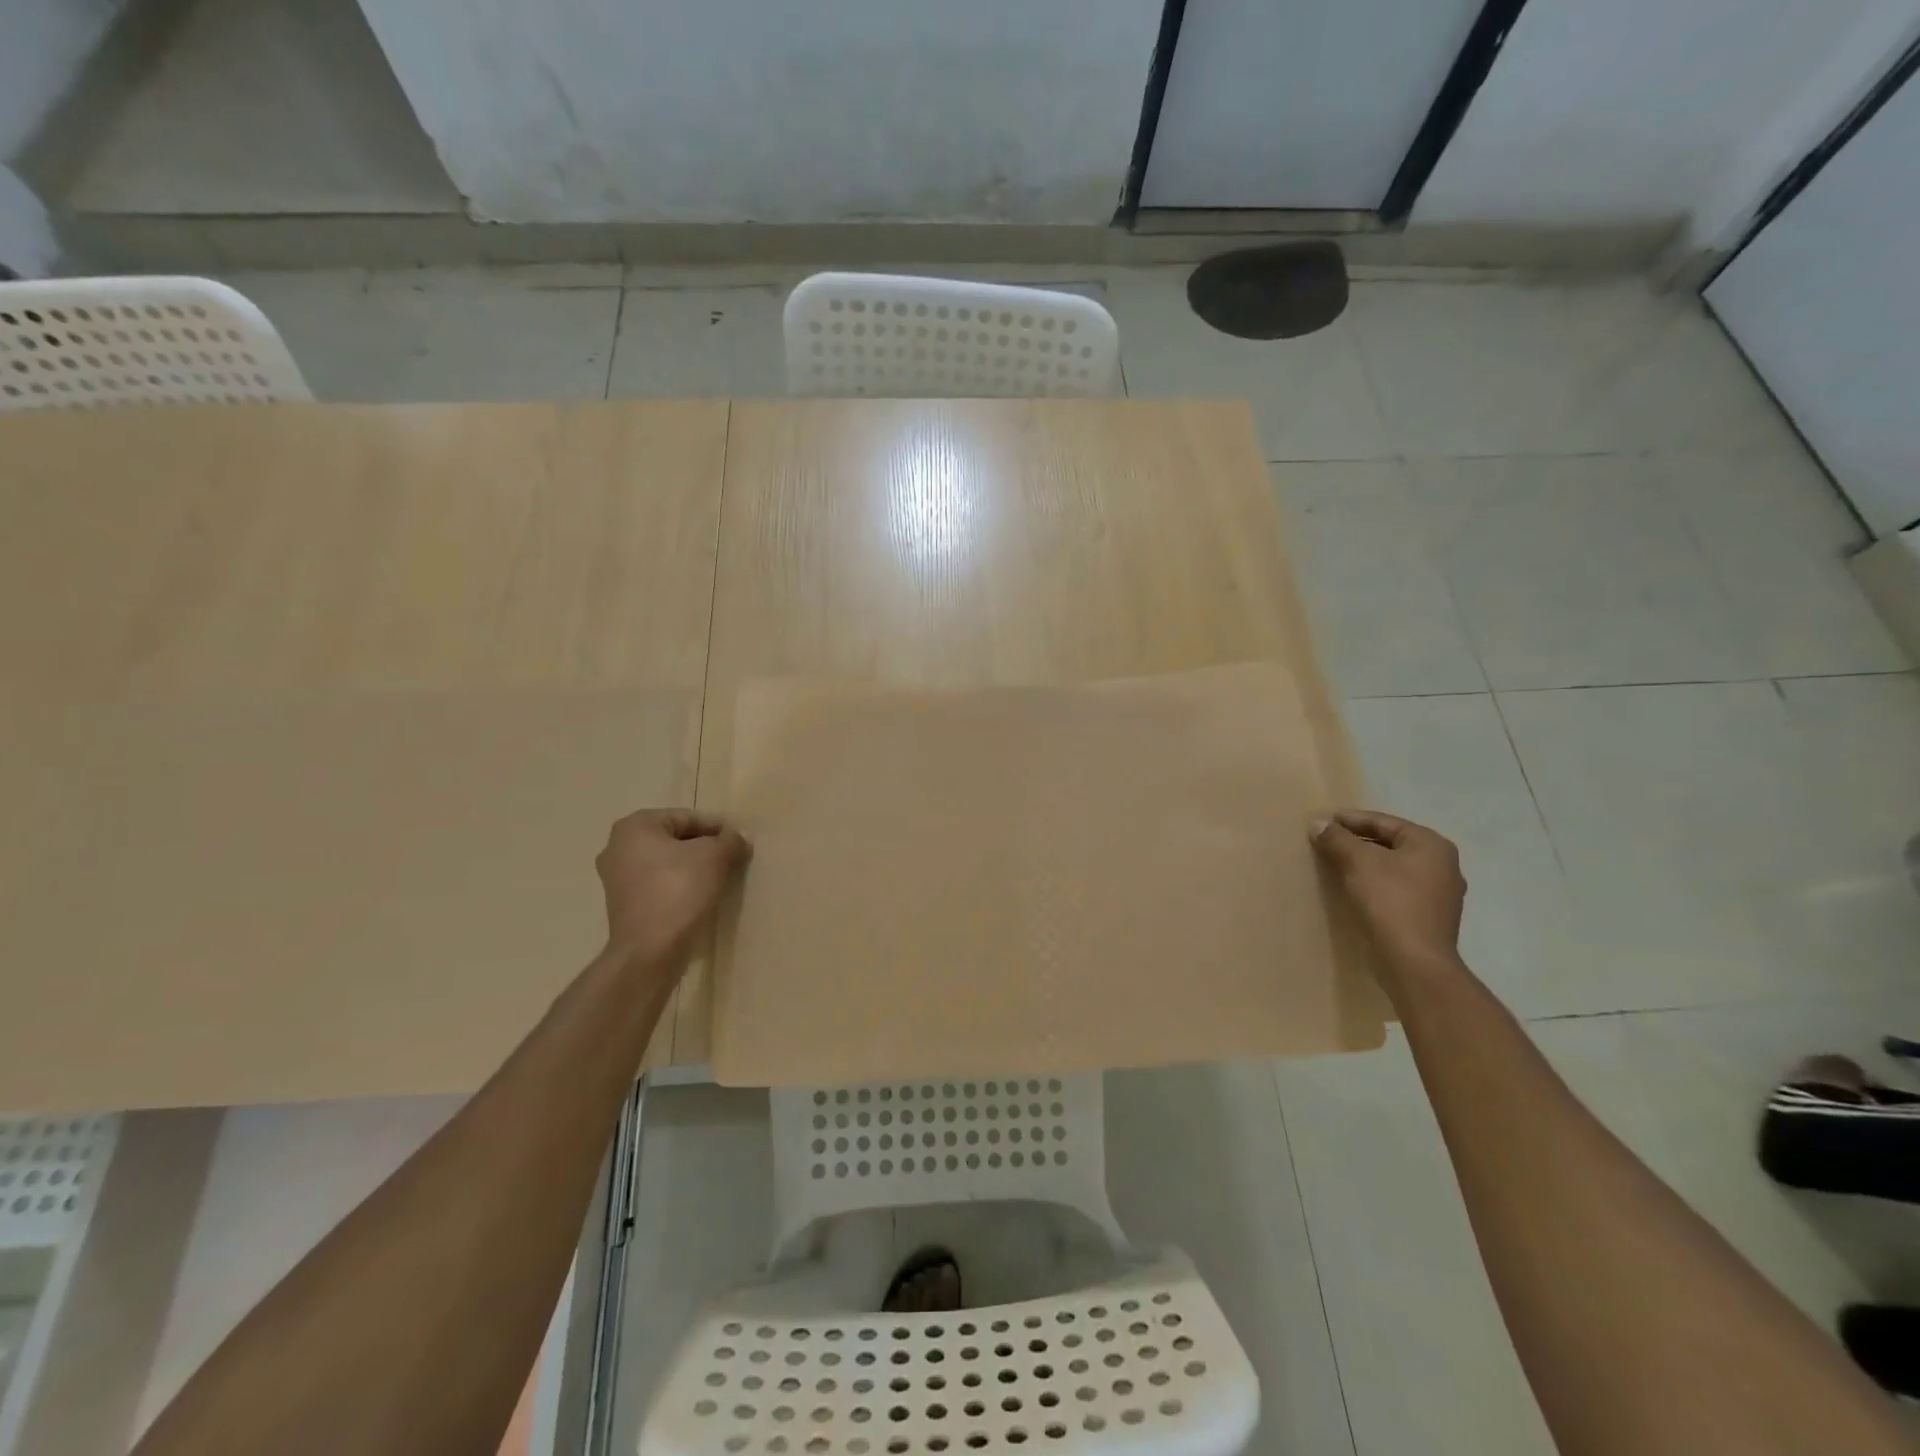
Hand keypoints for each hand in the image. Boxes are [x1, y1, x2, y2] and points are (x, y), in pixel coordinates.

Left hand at [596, 809, 751, 969]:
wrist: (650, 951)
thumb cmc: (679, 890)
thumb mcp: (715, 857)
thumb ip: (730, 841)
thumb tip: (739, 838)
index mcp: (634, 826)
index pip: (687, 817)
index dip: (717, 828)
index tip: (740, 842)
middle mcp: (617, 847)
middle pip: (675, 840)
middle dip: (705, 848)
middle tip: (732, 859)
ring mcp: (617, 879)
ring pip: (667, 864)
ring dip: (694, 868)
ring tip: (721, 879)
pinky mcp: (624, 906)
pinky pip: (659, 886)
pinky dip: (680, 887)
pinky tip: (701, 897)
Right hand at [1311, 809, 1465, 972]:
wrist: (1414, 962)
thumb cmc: (1391, 901)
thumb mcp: (1358, 863)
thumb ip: (1338, 839)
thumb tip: (1318, 824)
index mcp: (1432, 845)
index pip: (1385, 822)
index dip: (1351, 819)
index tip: (1324, 820)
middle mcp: (1443, 865)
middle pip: (1391, 843)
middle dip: (1358, 841)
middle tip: (1327, 840)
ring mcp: (1439, 894)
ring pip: (1394, 867)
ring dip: (1365, 863)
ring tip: (1335, 862)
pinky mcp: (1429, 917)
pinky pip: (1397, 888)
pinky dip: (1375, 883)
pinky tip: (1353, 887)